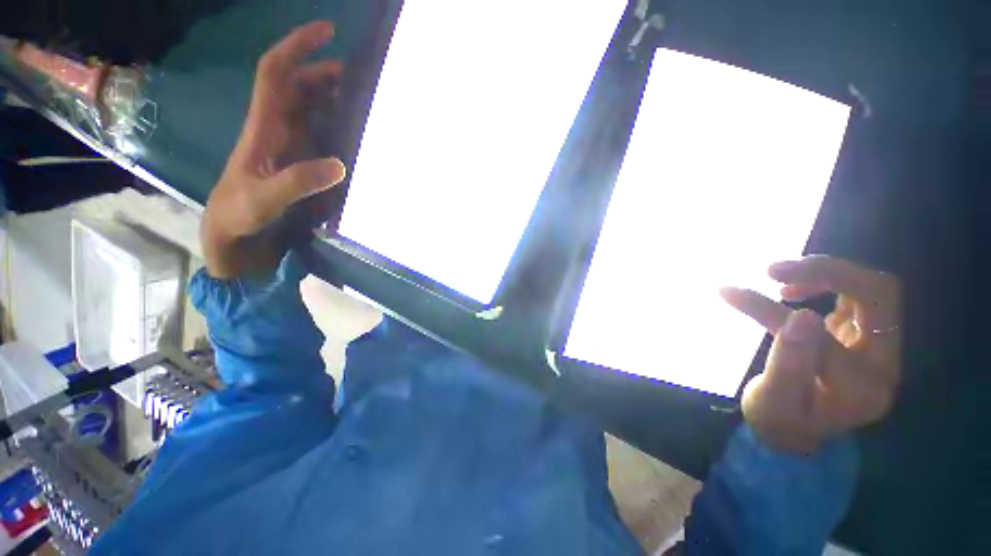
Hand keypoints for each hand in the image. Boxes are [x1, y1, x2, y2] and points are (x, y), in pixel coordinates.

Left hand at [202, 21, 346, 278]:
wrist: (234, 233)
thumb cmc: (240, 213)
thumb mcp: (265, 199)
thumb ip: (299, 181)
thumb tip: (340, 164)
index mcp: (263, 125)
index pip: (276, 73)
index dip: (298, 47)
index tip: (328, 31)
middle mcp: (277, 127)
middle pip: (298, 85)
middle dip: (325, 71)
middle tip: (362, 78)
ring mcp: (290, 144)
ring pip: (310, 107)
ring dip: (334, 98)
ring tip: (365, 103)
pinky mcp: (300, 160)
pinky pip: (320, 133)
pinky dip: (337, 125)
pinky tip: (356, 134)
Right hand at [720, 255, 901, 454]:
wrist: (797, 431)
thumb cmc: (780, 421)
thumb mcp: (772, 401)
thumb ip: (789, 364)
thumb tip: (802, 317)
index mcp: (860, 389)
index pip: (822, 337)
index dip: (771, 311)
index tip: (729, 292)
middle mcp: (883, 364)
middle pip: (879, 297)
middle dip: (827, 272)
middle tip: (773, 270)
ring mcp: (879, 346)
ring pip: (872, 288)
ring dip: (825, 273)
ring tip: (779, 278)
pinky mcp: (866, 334)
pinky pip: (858, 292)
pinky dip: (825, 280)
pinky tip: (793, 291)